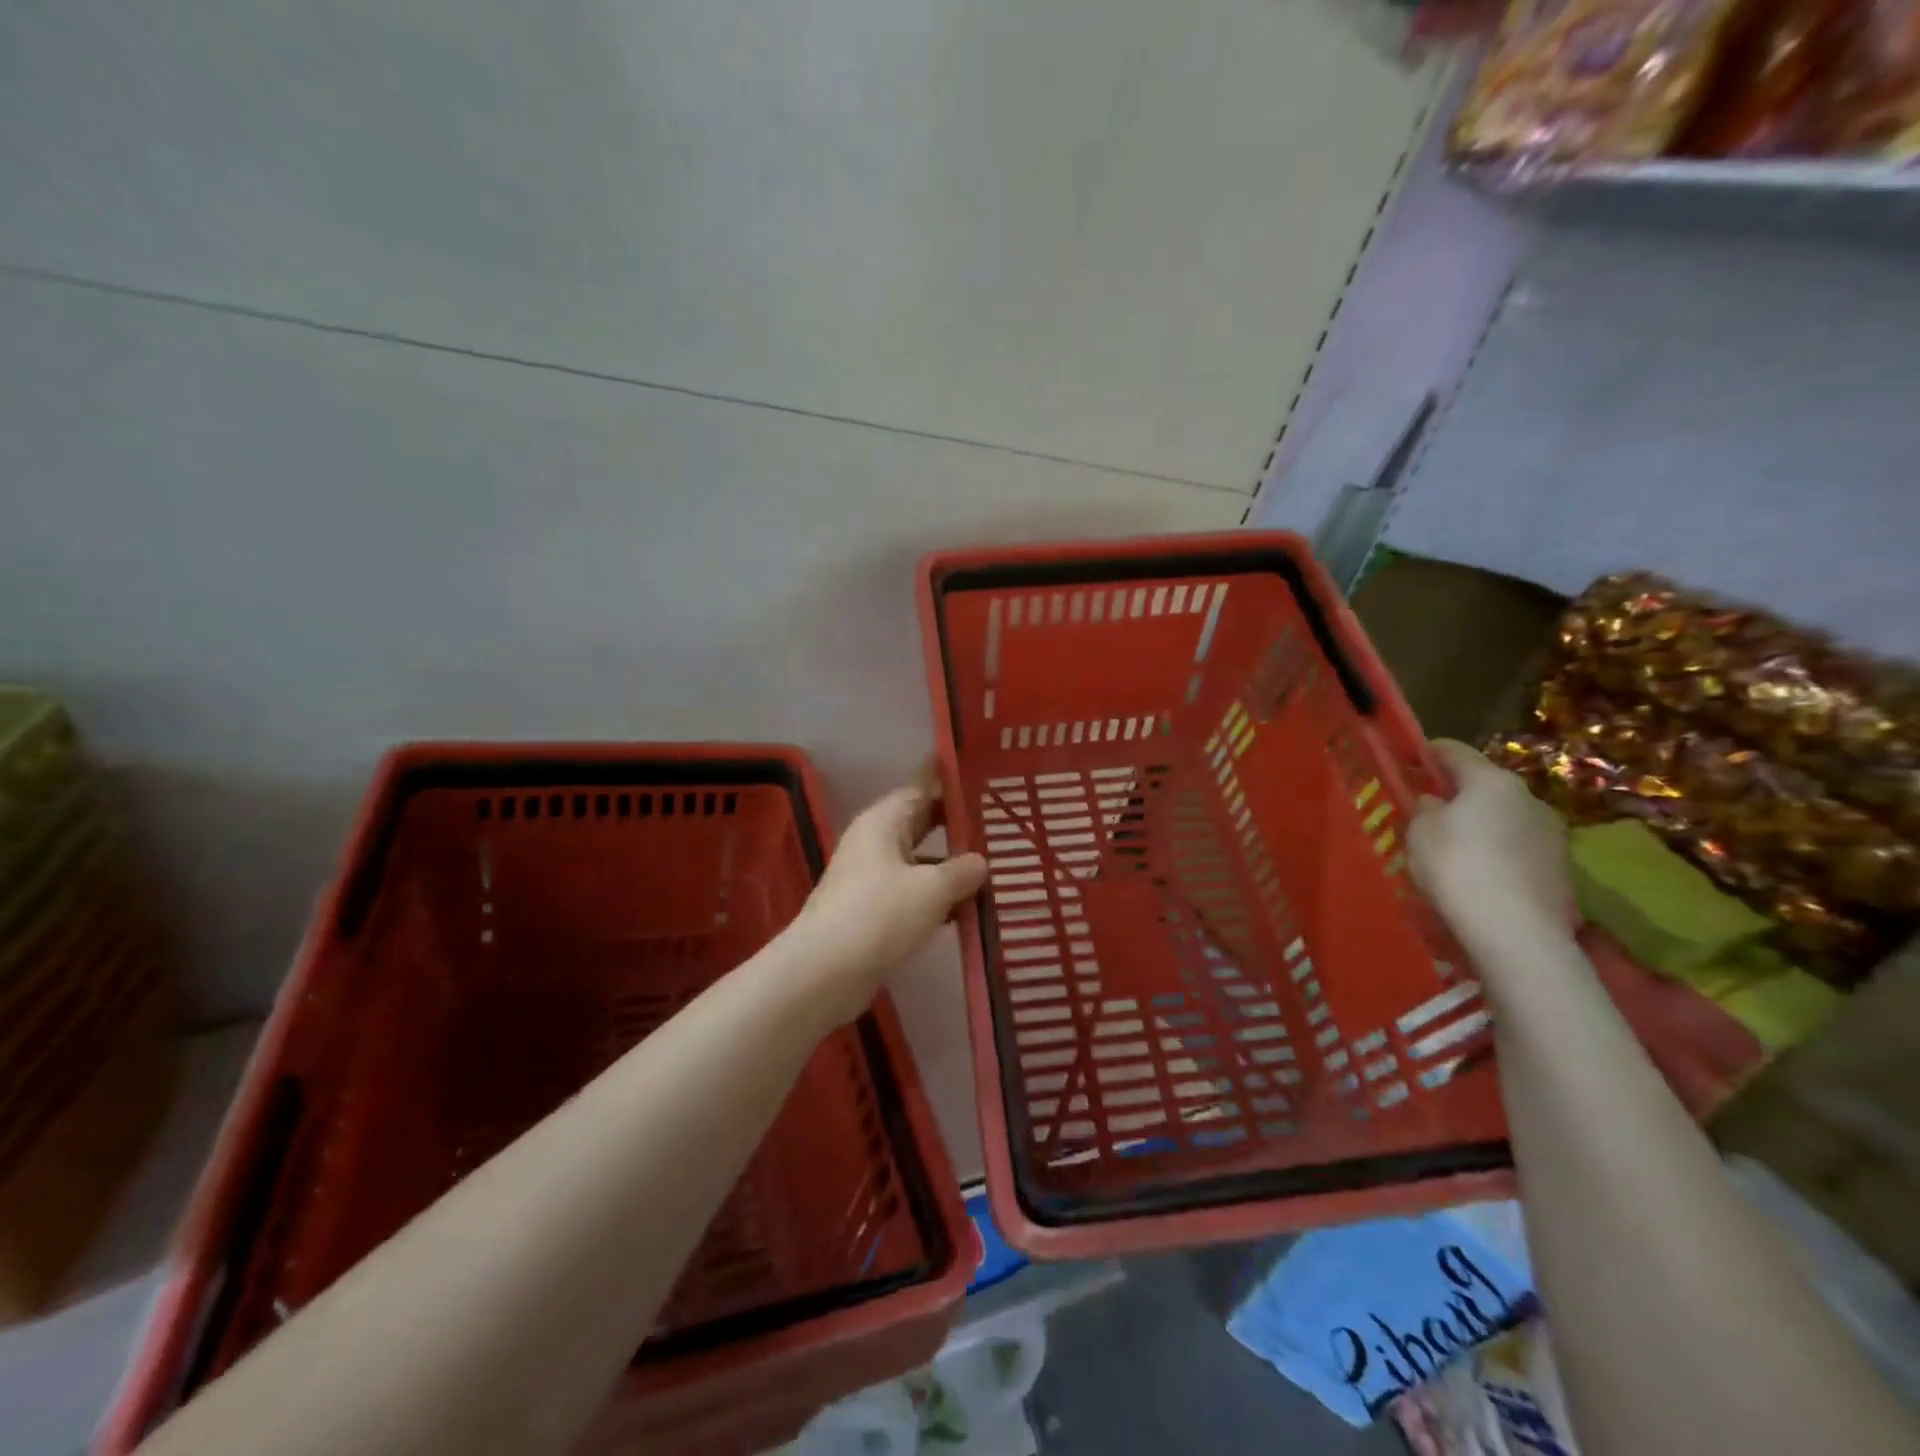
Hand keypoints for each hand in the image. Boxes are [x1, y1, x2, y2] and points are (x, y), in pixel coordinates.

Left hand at [788, 769, 987, 1025]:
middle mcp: (874, 841)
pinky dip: (935, 898)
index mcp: (884, 821)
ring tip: (993, 870)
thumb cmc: (880, 915)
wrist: (824, 972)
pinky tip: (966, 912)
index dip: (950, 783)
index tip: (983, 779)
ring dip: (950, 868)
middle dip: (957, 826)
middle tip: (998, 825)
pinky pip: (911, 892)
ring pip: (918, 861)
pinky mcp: (870, 910)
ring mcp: (870, 877)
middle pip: (921, 823)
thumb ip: (962, 871)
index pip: (921, 787)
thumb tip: (980, 862)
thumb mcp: (932, 889)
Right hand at [1408, 739, 1572, 949]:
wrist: (1517, 932)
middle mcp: (1529, 797)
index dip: (1429, 752)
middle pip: (1485, 785)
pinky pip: (1519, 848)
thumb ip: (1424, 809)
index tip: (1410, 759)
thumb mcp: (1419, 833)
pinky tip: (1480, 874)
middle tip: (1429, 809)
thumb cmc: (1457, 868)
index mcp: (1491, 781)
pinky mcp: (1561, 867)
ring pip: (1505, 817)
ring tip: (1455, 847)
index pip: (1456, 751)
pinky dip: (1498, 852)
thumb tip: (1435, 802)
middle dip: (1458, 793)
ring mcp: (1552, 833)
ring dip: (1482, 824)